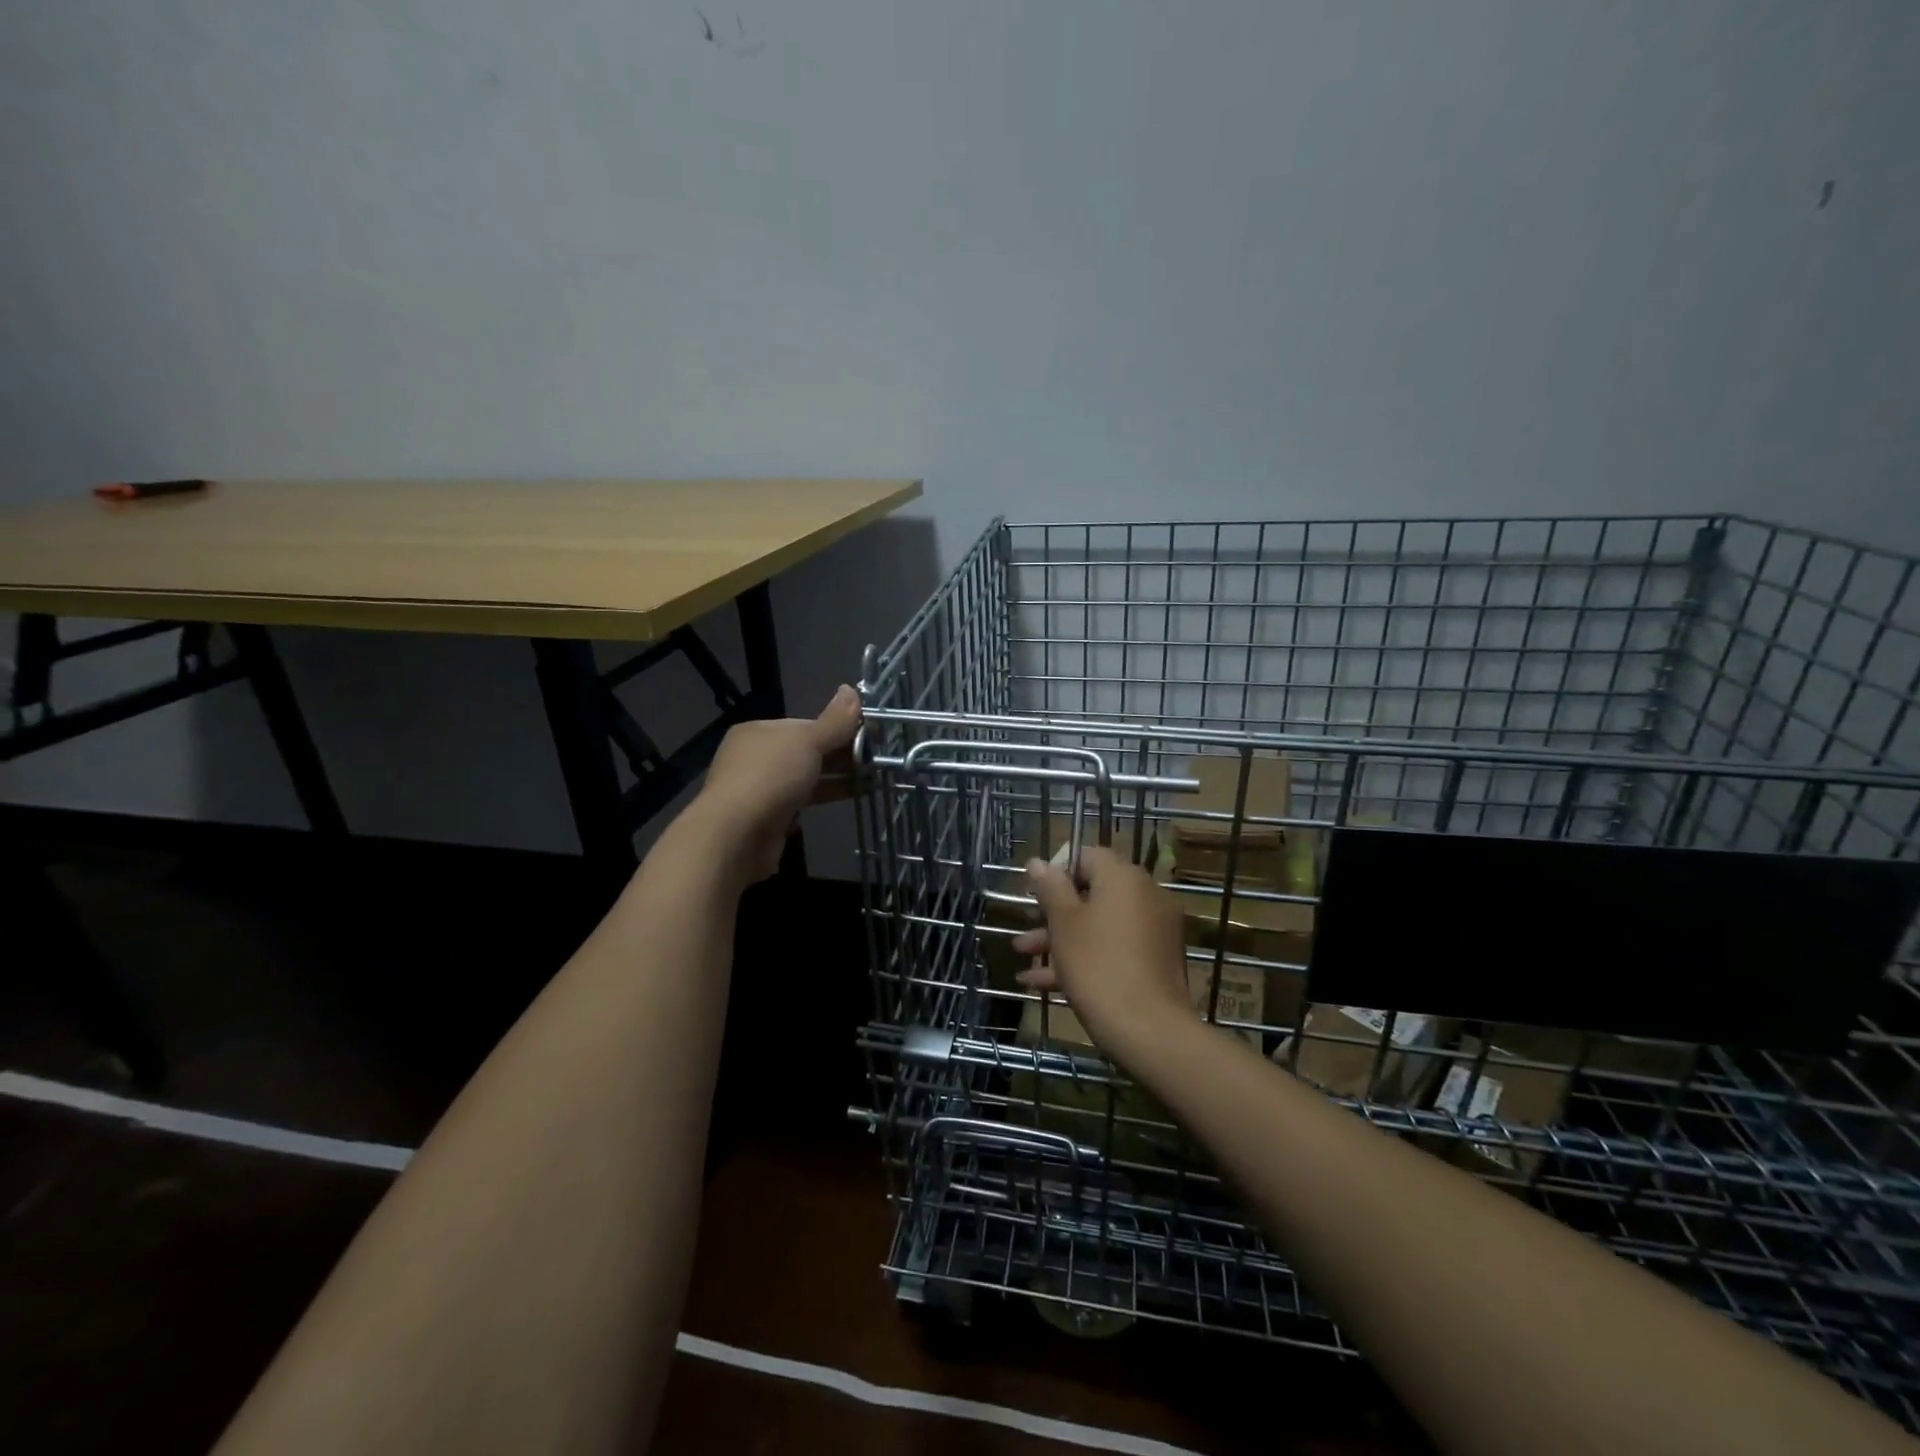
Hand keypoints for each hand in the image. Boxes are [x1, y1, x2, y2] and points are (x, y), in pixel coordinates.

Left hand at [692, 685, 860, 880]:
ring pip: (805, 777)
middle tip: (876, 761)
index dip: (838, 729)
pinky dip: (824, 798)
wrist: (735, 835)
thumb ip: (834, 720)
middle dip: (840, 755)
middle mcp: (756, 757)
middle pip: (806, 752)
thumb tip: (851, 689)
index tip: (868, 738)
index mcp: (759, 731)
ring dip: (837, 778)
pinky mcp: (767, 817)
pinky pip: (802, 801)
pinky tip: (848, 798)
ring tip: (872, 780)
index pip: (806, 725)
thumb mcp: (808, 741)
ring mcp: (760, 789)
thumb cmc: (771, 778)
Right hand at [1012, 846, 1191, 1063]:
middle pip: (1093, 893)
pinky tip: (1044, 983)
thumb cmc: (1098, 966)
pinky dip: (1085, 957)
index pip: (1087, 856)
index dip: (1057, 872)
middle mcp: (1145, 896)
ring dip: (1062, 938)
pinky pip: (1115, 947)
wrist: (1149, 1030)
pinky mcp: (1156, 960)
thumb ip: (1050, 889)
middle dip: (1054, 913)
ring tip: (1024, 958)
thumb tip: (1039, 862)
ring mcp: (1154, 930)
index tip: (1035, 896)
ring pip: (1100, 924)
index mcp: (1124, 878)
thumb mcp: (1064, 924)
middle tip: (1026, 930)